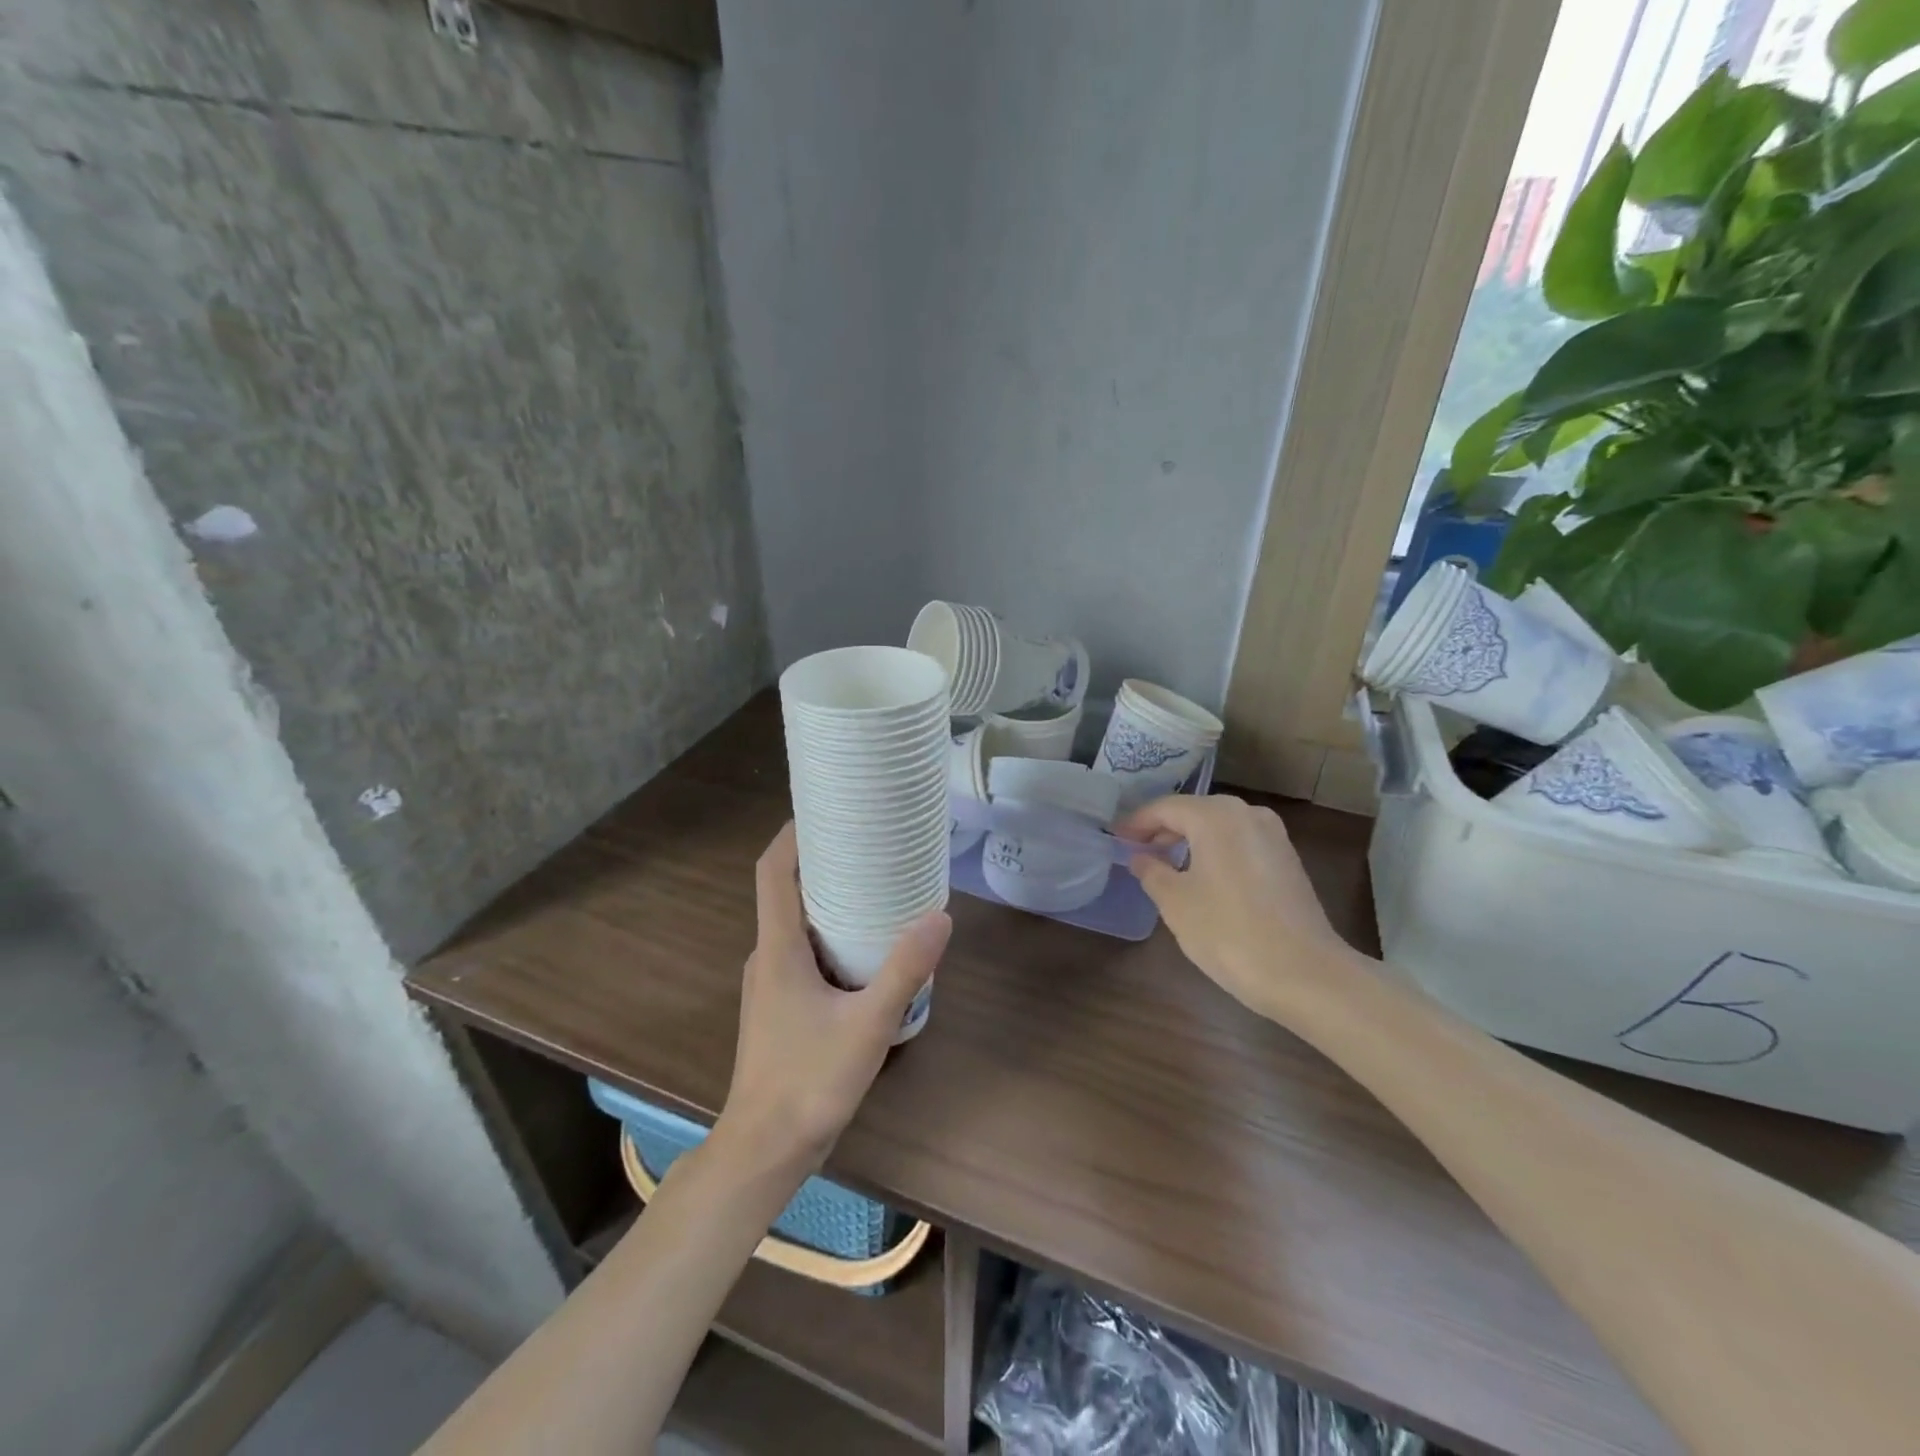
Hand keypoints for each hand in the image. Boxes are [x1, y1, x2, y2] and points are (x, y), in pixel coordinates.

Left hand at [718, 823, 951, 1174]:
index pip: (773, 872)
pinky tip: (866, 950)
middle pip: (788, 892)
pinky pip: (803, 952)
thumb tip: (940, 915)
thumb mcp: (867, 1024)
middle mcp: (767, 957)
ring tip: (876, 887)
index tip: (825, 808)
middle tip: (870, 843)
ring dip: (829, 900)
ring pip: (797, 925)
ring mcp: (770, 984)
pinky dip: (831, 936)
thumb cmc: (808, 1082)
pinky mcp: (780, 1007)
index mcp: (777, 948)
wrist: (763, 1151)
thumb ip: (903, 970)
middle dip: (823, 862)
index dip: (792, 835)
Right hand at [1117, 794, 1367, 1019]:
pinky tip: (1202, 878)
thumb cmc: (1229, 932)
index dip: (1136, 823)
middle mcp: (1247, 814)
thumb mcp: (1175, 903)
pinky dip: (1215, 852)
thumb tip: (1140, 857)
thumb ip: (1151, 871)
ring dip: (1189, 841)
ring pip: (1219, 827)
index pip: (1165, 808)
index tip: (1115, 838)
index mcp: (1216, 816)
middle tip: (1136, 851)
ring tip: (1164, 865)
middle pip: (1194, 812)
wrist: (1305, 974)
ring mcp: (1273, 836)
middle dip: (1163, 830)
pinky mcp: (1287, 860)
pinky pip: (1239, 843)